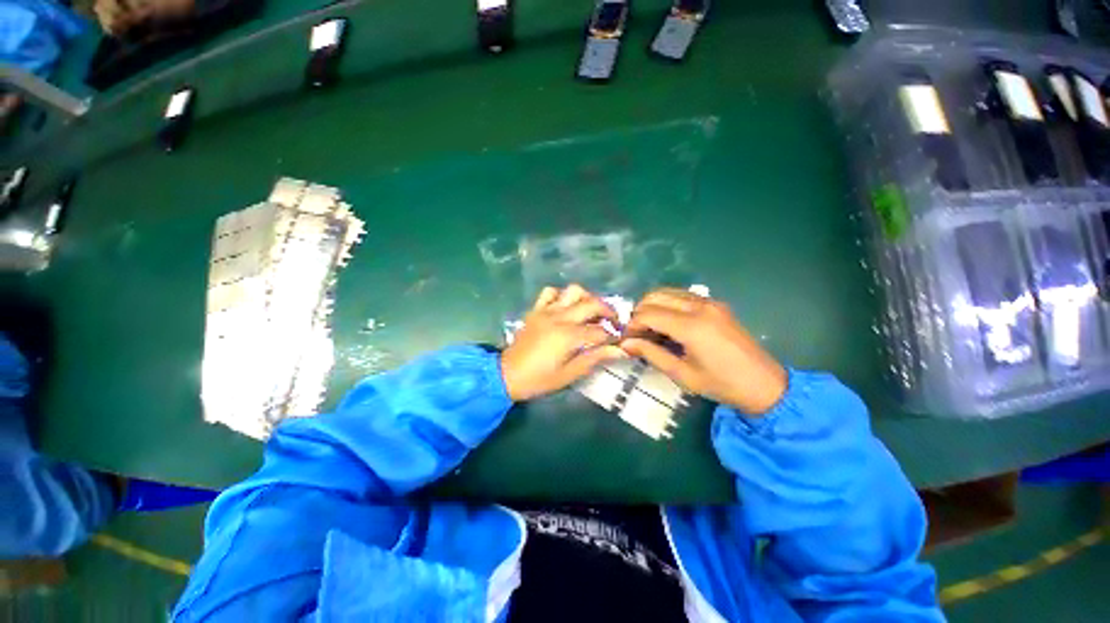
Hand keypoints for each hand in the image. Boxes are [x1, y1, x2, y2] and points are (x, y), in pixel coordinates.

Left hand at [501, 285, 627, 400]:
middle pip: (592, 304)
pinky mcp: (536, 310)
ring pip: (573, 291)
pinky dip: (561, 295)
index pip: (600, 330)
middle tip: (613, 322)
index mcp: (569, 336)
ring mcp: (546, 310)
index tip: (620, 339)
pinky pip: (550, 292)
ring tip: (590, 311)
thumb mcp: (569, 374)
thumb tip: (619, 350)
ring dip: (587, 298)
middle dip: (608, 311)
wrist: (506, 375)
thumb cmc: (539, 379)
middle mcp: (560, 317)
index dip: (613, 334)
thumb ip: (594, 358)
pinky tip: (565, 307)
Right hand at [621, 288, 787, 414]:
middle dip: (639, 313)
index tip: (627, 340)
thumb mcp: (682, 374)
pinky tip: (667, 324)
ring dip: (652, 306)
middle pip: (655, 296)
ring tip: (649, 328)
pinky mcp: (715, 304)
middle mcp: (699, 306)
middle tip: (636, 334)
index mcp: (691, 326)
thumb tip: (625, 344)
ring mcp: (709, 302)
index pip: (648, 314)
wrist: (765, 385)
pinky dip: (667, 304)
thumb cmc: (721, 384)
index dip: (632, 325)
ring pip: (668, 292)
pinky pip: (682, 296)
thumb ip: (651, 354)